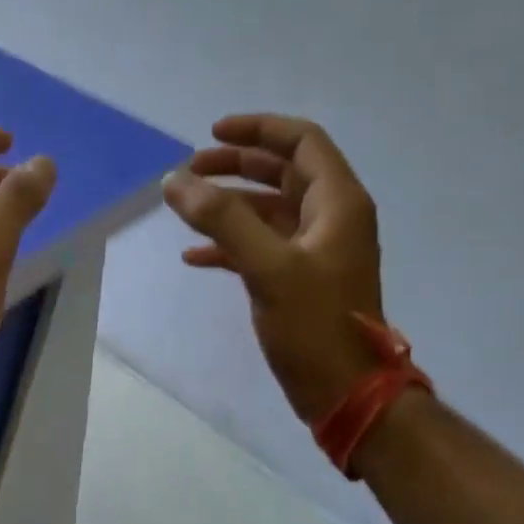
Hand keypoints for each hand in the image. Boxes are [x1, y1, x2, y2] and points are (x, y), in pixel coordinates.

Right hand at [163, 114, 385, 422]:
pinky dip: (230, 244)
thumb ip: (222, 219)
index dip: (258, 129)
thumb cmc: (316, 326)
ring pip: (269, 210)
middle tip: (190, 170)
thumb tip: (175, 180)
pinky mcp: (300, 279)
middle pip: (282, 172)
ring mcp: (316, 250)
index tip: (212, 134)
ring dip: (228, 205)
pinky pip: (262, 246)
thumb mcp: (268, 267)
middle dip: (236, 165)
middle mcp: (331, 218)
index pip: (301, 142)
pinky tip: (194, 258)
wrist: (348, 393)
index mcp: (337, 203)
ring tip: (185, 208)